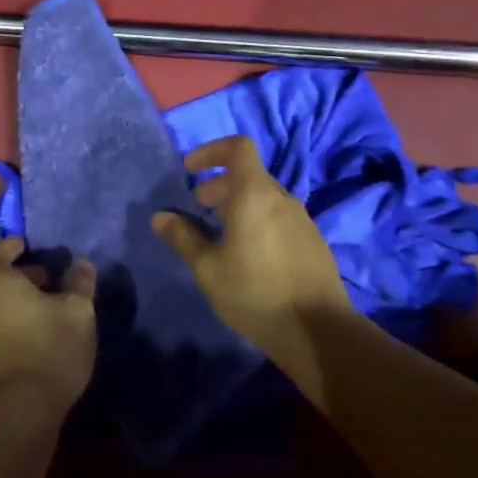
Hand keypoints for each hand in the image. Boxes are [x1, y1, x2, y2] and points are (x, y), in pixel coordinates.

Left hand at [0, 239, 98, 409]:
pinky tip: (37, 334)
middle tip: (46, 278)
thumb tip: (82, 264)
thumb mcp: (77, 312)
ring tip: (48, 308)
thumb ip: (79, 284)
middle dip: (20, 275)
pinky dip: (12, 321)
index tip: (28, 246)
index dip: (12, 246)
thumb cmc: (49, 348)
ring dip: (17, 300)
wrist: (19, 409)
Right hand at [151, 135, 353, 364]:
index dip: (212, 151)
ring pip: (264, 197)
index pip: (238, 147)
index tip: (191, 170)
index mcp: (254, 195)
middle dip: (219, 185)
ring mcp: (302, 219)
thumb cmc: (254, 292)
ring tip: (220, 234)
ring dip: (239, 204)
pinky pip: (280, 217)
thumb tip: (160, 217)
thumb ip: (183, 237)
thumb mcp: (207, 268)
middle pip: (249, 174)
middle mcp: (282, 199)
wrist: (317, 330)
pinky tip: (249, 255)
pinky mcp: (313, 241)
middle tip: (199, 209)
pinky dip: (258, 220)